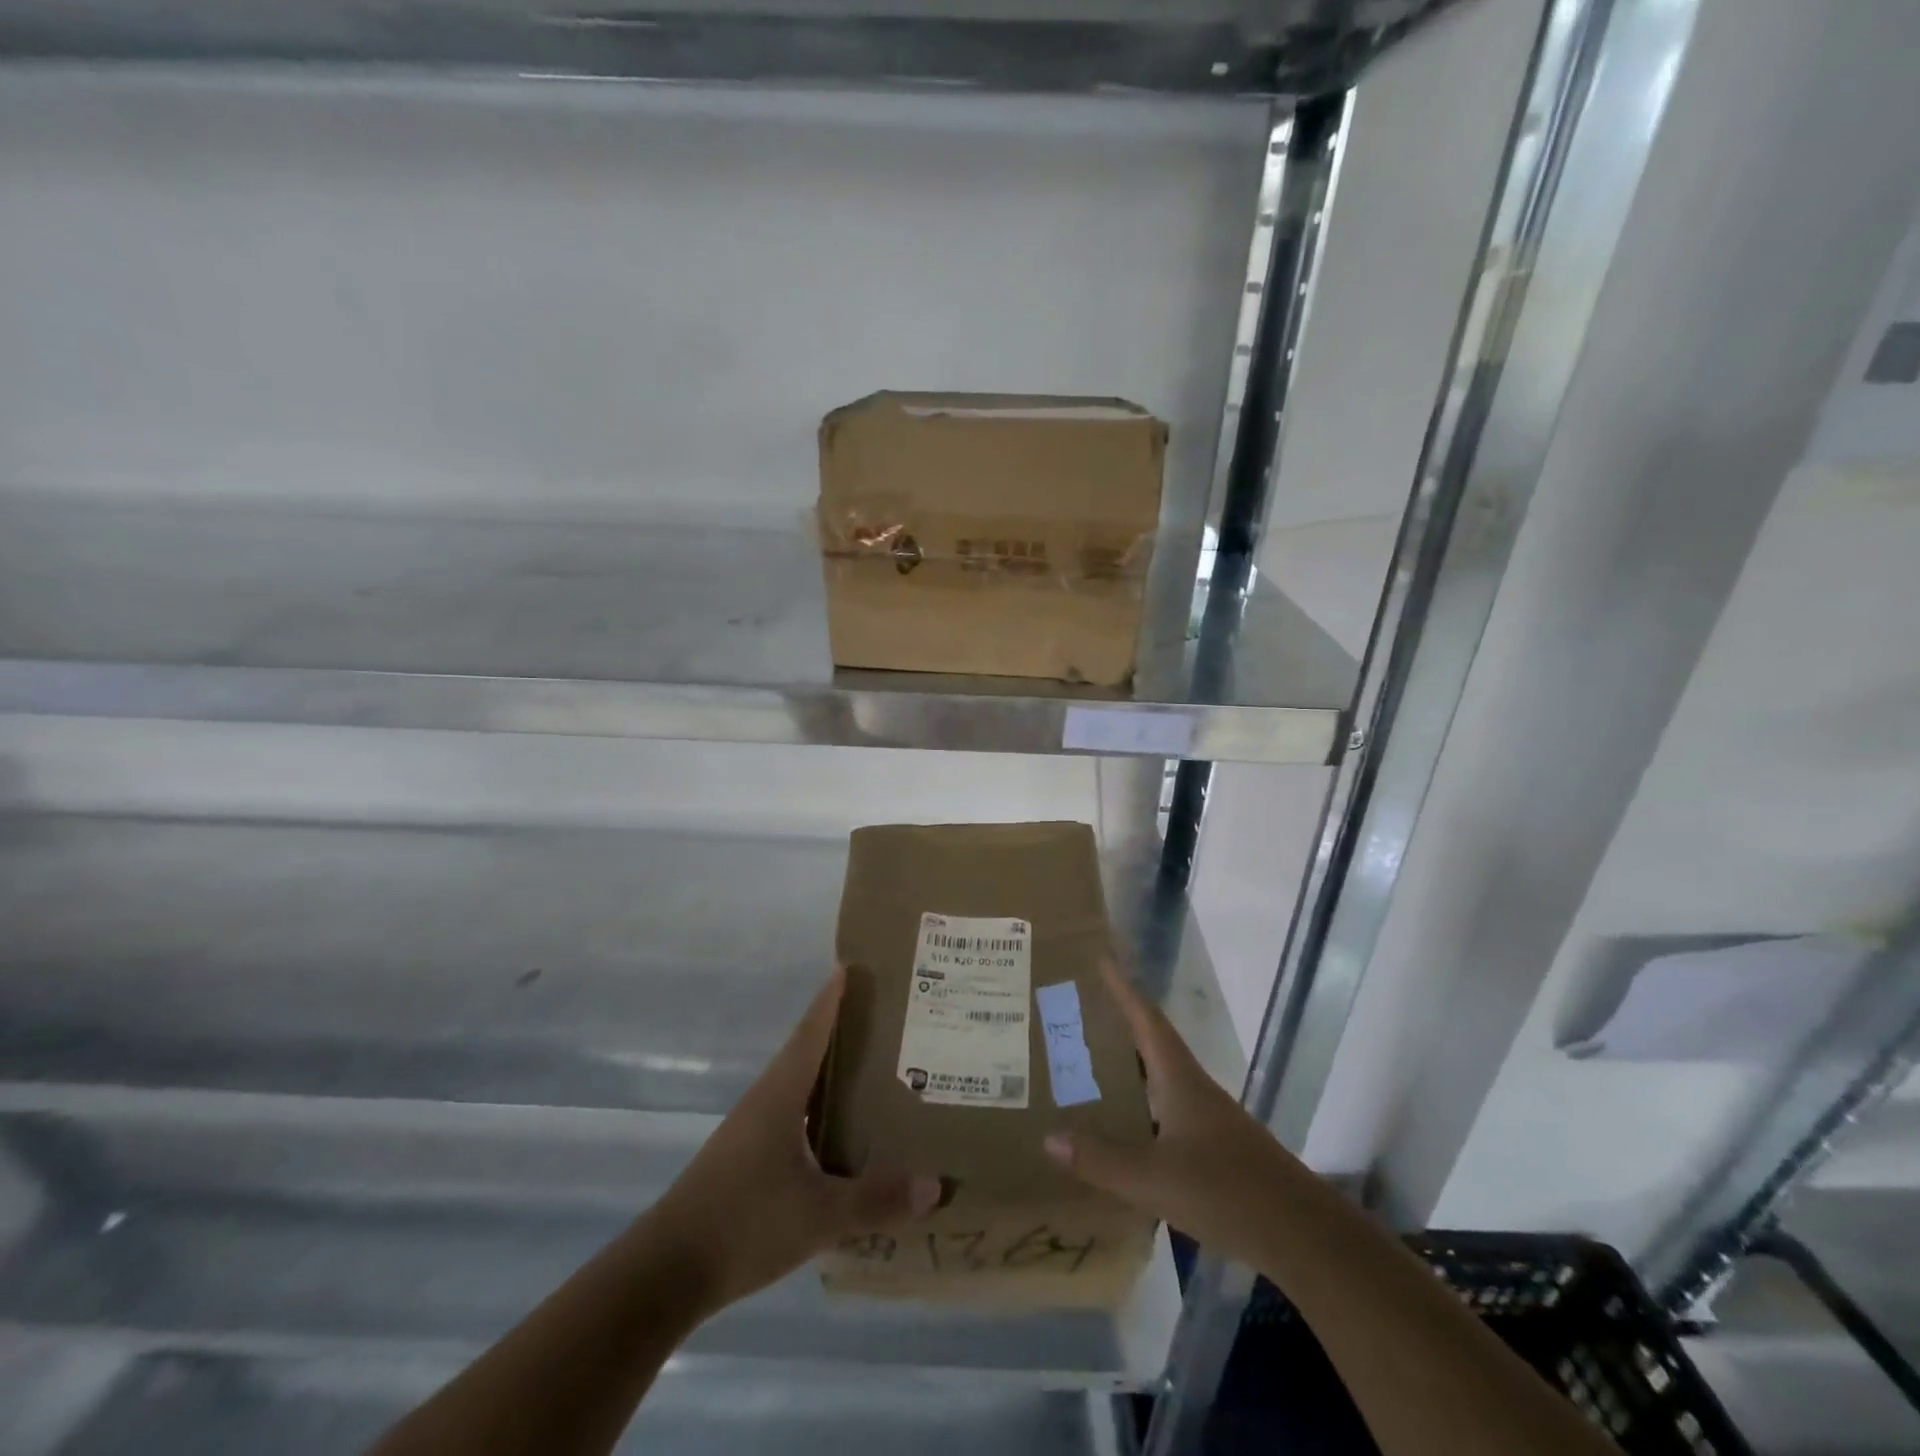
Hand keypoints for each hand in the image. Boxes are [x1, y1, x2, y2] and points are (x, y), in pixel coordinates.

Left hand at [649, 967, 942, 1313]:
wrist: (666, 1273)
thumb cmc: (744, 1223)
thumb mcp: (819, 1215)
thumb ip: (876, 1200)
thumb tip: (934, 1184)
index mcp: (780, 1094)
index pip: (811, 1031)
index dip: (831, 999)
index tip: (851, 966)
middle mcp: (765, 1102)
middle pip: (807, 1053)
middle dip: (843, 1034)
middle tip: (887, 1022)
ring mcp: (751, 1132)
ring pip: (799, 1089)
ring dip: (832, 1077)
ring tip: (876, 1075)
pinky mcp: (746, 1161)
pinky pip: (792, 1120)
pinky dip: (820, 1114)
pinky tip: (842, 1137)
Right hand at [1043, 960, 1293, 1267]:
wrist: (1302, 1233)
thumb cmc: (1225, 1190)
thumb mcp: (1152, 1179)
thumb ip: (1100, 1160)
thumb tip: (1048, 1137)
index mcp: (1179, 1080)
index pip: (1146, 1020)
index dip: (1123, 990)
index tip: (1103, 959)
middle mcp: (1195, 1089)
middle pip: (1154, 1044)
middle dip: (1120, 1024)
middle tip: (1082, 1012)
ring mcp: (1210, 1119)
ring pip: (1162, 1079)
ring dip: (1131, 1066)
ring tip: (1093, 1064)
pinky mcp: (1219, 1148)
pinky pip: (1170, 1110)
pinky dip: (1144, 1104)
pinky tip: (1128, 1127)